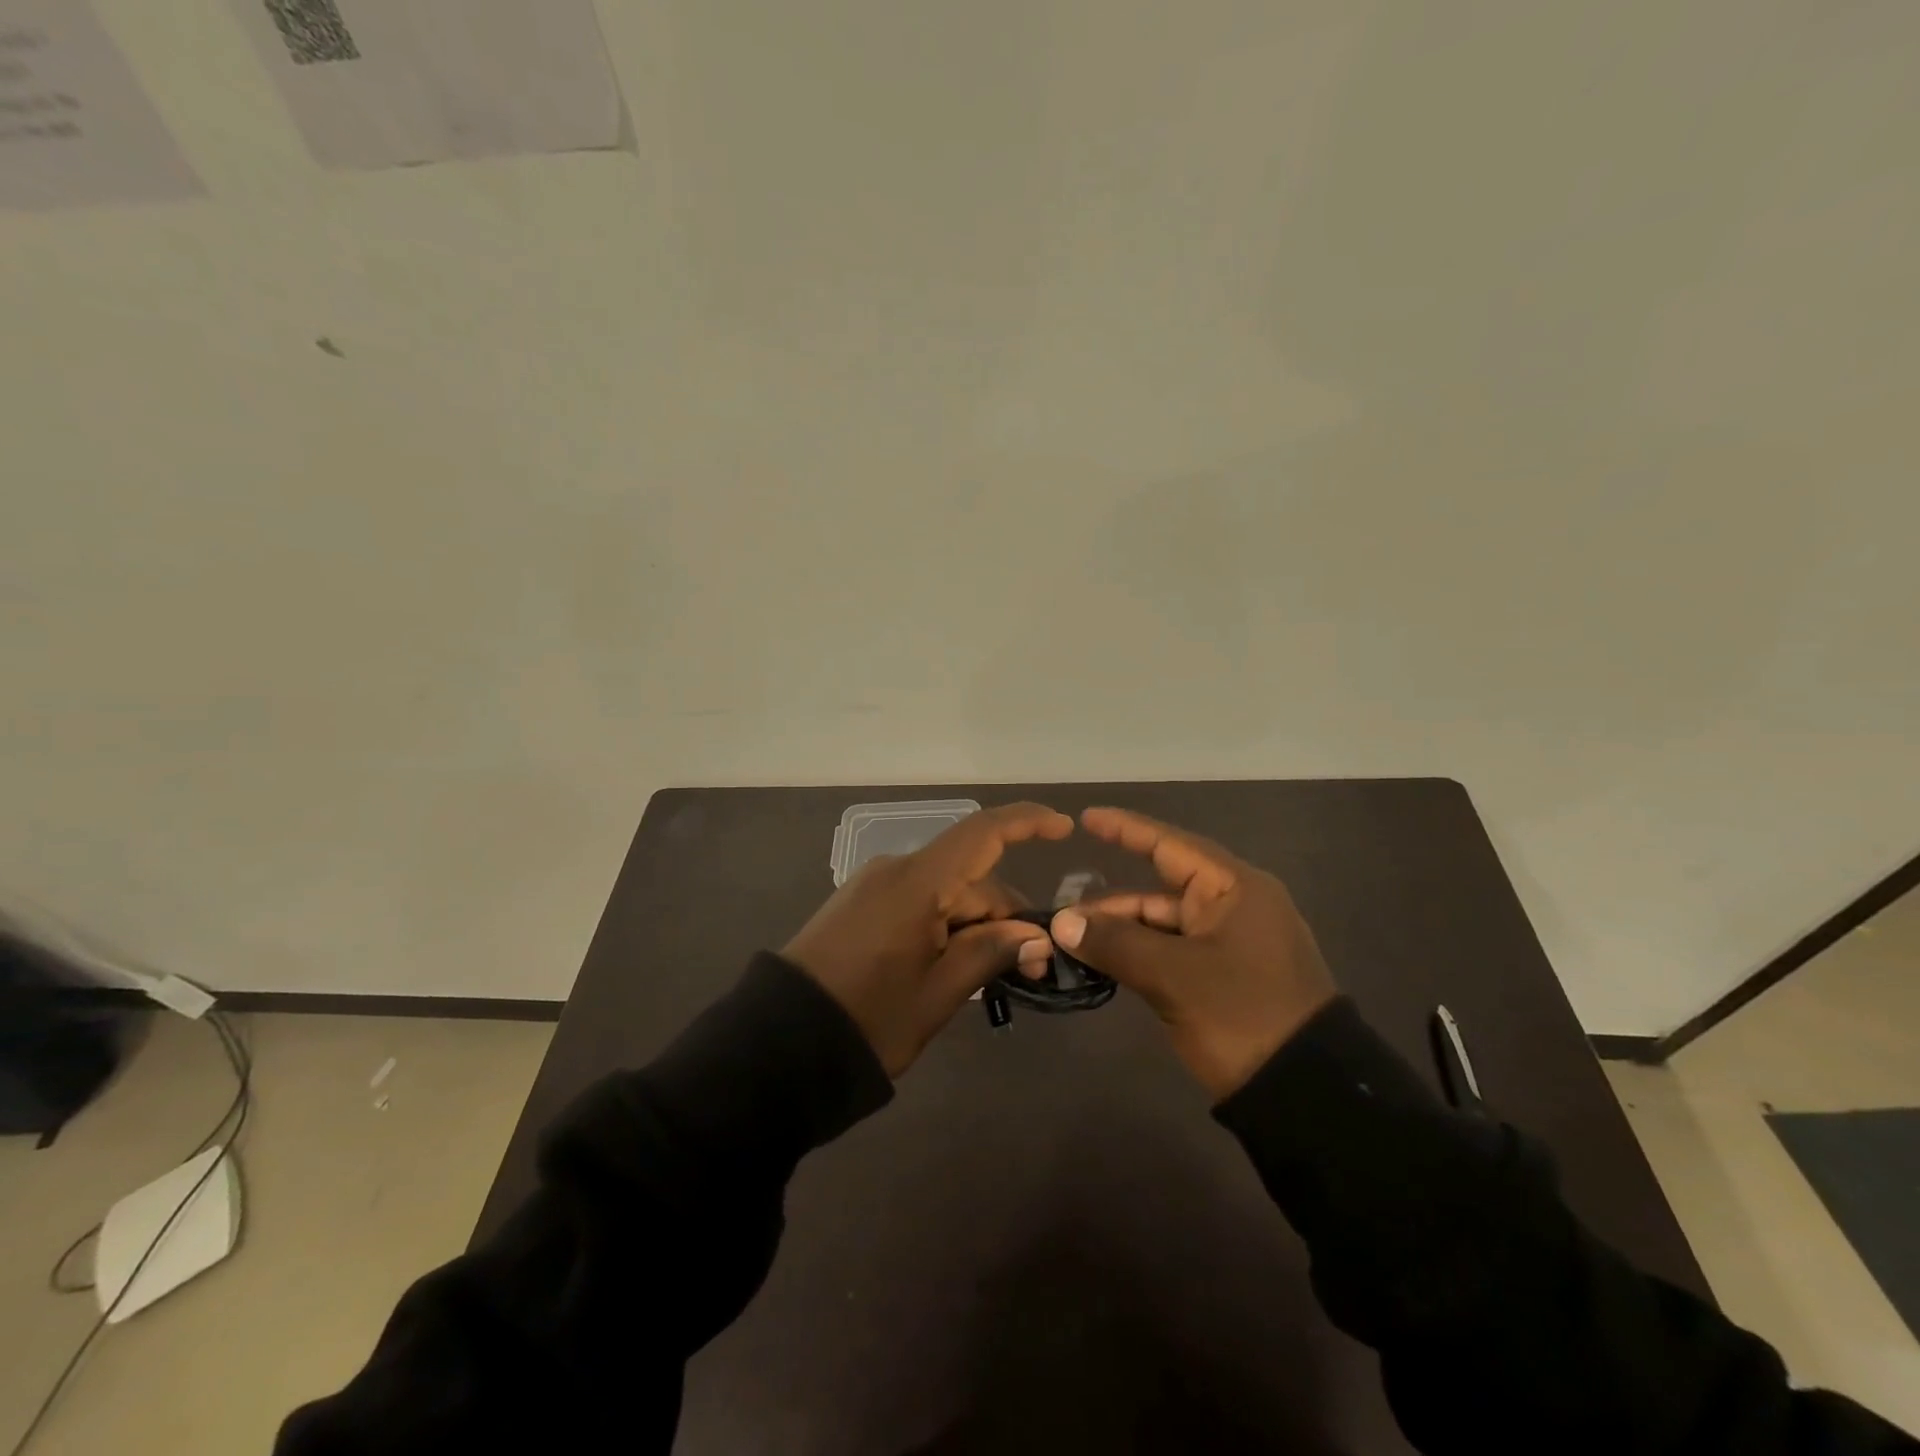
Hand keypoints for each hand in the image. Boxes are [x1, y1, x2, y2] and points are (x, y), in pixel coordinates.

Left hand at [782, 802, 1073, 1075]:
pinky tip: (953, 967)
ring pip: (945, 893)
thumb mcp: (937, 994)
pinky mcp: (860, 905)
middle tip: (1032, 969)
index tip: (1066, 828)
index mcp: (917, 883)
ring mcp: (874, 886)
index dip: (1027, 823)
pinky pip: (918, 902)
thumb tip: (1035, 935)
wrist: (779, 1044)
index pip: (982, 834)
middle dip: (1005, 915)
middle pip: (969, 877)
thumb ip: (989, 953)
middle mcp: (896, 870)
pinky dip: (945, 926)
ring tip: (992, 978)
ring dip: (975, 925)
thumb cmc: (868, 1020)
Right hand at [1048, 808, 1336, 1099]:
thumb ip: (1116, 942)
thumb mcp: (1174, 976)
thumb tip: (1062, 922)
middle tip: (1064, 914)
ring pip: (1164, 924)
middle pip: (1161, 889)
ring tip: (1074, 945)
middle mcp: (1234, 907)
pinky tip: (1104, 964)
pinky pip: (1172, 951)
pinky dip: (1139, 955)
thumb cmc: (1243, 1015)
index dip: (1126, 829)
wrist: (1306, 1094)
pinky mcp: (1225, 977)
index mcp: (1234, 889)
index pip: (1171, 845)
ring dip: (1122, 932)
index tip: (1086, 819)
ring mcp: (1230, 944)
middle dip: (1112, 902)